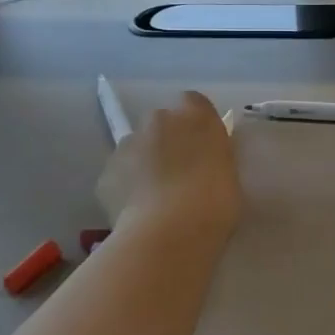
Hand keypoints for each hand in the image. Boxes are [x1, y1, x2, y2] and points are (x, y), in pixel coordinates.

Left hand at [96, 92, 241, 238]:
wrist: (170, 232)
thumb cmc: (215, 201)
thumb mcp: (229, 171)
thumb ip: (213, 155)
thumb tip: (203, 159)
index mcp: (196, 116)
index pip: (193, 102)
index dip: (195, 122)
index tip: (201, 144)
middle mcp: (159, 120)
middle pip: (160, 121)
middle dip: (166, 139)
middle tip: (179, 172)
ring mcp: (127, 145)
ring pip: (136, 147)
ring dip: (144, 162)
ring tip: (156, 196)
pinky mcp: (106, 173)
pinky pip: (119, 175)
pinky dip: (127, 187)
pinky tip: (138, 212)